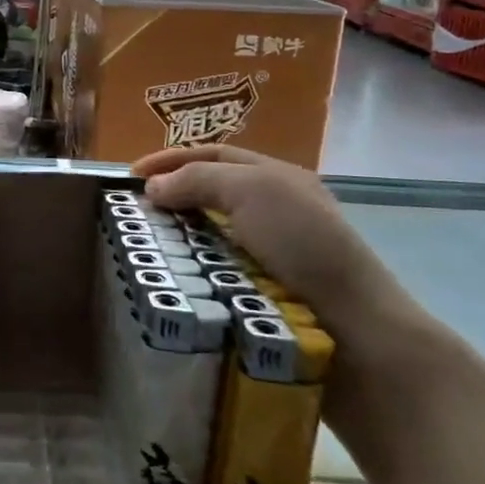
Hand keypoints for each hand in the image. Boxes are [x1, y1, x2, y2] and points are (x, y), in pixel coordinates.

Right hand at [131, 144, 406, 326]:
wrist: (354, 328)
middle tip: (132, 214)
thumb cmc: (304, 245)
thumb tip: (153, 188)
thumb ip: (198, 180)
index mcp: (277, 177)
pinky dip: (191, 270)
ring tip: (143, 247)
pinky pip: (214, 272)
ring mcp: (270, 254)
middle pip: (209, 193)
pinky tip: (172, 278)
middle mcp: (275, 210)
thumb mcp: (252, 191)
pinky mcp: (263, 293)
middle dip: (170, 198)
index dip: (171, 158)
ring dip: (177, 238)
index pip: (214, 155)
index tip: (130, 176)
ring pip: (208, 236)